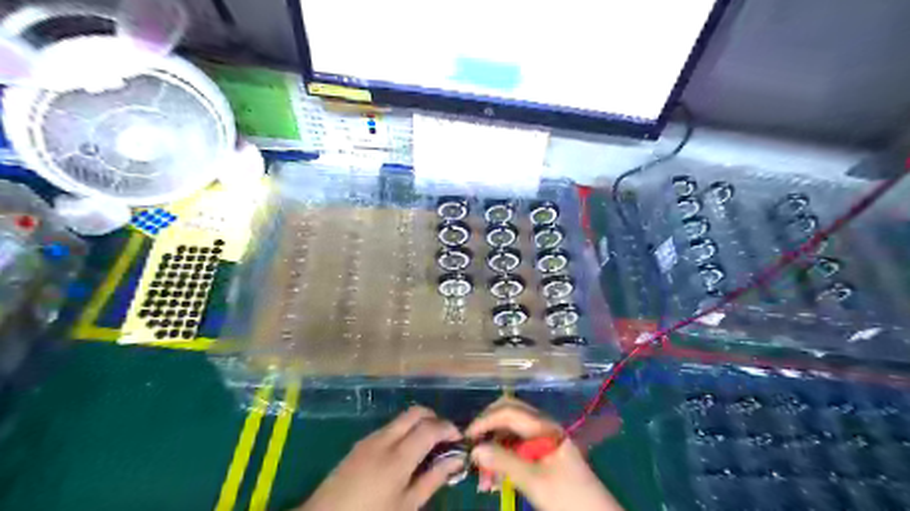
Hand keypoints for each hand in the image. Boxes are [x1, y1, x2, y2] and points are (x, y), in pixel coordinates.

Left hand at [301, 407, 463, 509]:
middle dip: (434, 418)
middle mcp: (384, 439)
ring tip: (426, 447)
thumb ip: (432, 479)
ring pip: (401, 419)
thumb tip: (456, 460)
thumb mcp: (406, 507)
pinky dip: (402, 431)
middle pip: (415, 412)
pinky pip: (387, 428)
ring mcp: (369, 439)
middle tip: (444, 438)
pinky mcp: (359, 444)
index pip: (430, 427)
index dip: (448, 428)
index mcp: (398, 456)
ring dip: (418, 424)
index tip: (459, 439)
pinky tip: (404, 453)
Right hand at [465, 398, 622, 510]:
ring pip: (511, 433)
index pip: (508, 411)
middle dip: (488, 429)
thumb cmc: (568, 498)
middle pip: (509, 415)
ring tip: (483, 476)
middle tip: (472, 448)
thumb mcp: (534, 481)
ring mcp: (543, 439)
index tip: (466, 438)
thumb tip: (475, 449)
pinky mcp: (543, 454)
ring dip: (494, 448)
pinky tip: (496, 480)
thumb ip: (504, 462)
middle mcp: (542, 426)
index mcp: (544, 426)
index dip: (485, 420)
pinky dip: (504, 459)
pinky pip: (517, 448)